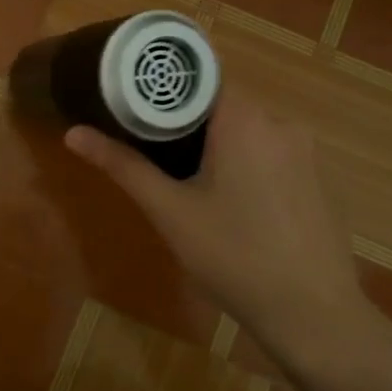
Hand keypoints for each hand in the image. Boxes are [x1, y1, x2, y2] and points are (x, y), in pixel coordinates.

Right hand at [64, 87, 381, 367]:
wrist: (313, 314)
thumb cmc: (233, 256)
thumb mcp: (169, 211)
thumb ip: (122, 166)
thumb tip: (72, 133)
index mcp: (244, 119)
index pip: (200, 76)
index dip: (164, 86)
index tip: (134, 102)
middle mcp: (280, 122)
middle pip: (222, 102)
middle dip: (186, 119)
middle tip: (149, 145)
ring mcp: (306, 151)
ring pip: (248, 128)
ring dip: (216, 142)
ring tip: (184, 174)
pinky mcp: (319, 177)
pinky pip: (272, 152)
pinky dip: (246, 161)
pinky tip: (231, 201)